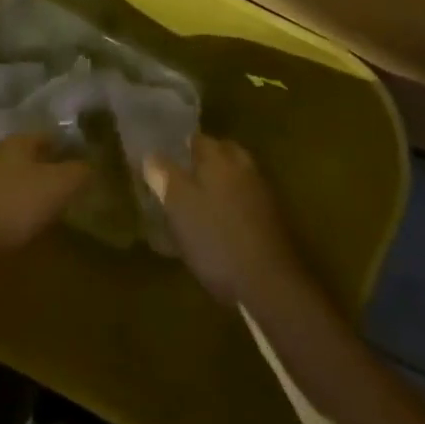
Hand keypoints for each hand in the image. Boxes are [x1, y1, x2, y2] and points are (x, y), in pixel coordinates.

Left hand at [0, 134, 89, 267]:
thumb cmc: (13, 205)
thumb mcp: (58, 188)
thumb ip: (77, 173)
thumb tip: (90, 164)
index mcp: (16, 144)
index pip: (40, 137)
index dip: (56, 145)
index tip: (68, 155)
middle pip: (14, 154)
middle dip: (30, 165)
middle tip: (46, 180)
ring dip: (6, 186)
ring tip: (21, 205)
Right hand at [143, 135, 302, 305]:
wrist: (269, 284)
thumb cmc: (216, 239)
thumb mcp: (179, 206)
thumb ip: (164, 176)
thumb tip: (151, 154)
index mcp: (220, 160)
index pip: (199, 140)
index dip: (181, 145)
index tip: (167, 154)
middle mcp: (244, 169)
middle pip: (223, 153)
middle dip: (206, 160)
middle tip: (184, 174)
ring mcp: (263, 194)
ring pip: (238, 176)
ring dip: (221, 181)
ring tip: (200, 200)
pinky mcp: (273, 221)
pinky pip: (248, 200)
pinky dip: (234, 203)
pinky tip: (221, 223)